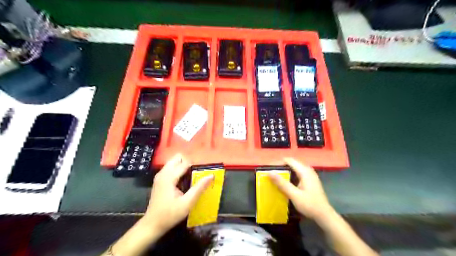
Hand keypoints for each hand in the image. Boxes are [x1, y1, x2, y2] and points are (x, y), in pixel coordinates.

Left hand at [144, 154, 213, 233]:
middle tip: (195, 174)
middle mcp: (163, 173)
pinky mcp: (159, 180)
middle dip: (188, 162)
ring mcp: (160, 176)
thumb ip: (199, 188)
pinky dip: (178, 170)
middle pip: (177, 158)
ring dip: (183, 166)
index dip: (195, 166)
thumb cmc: (170, 215)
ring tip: (191, 177)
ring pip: (173, 162)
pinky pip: (170, 168)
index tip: (202, 173)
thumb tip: (211, 176)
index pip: (185, 163)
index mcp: (169, 177)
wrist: (152, 225)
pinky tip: (183, 181)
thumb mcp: (187, 203)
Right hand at [268, 157, 333, 220]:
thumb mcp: (294, 195)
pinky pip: (298, 173)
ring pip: (295, 168)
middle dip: (281, 167)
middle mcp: (308, 170)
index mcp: (304, 171)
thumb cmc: (310, 205)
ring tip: (275, 177)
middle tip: (271, 173)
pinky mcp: (310, 180)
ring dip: (285, 171)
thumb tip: (269, 172)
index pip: (289, 160)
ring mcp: (310, 175)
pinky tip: (285, 183)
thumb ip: (282, 183)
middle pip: (292, 163)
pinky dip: (290, 175)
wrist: (324, 216)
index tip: (269, 169)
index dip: (278, 163)